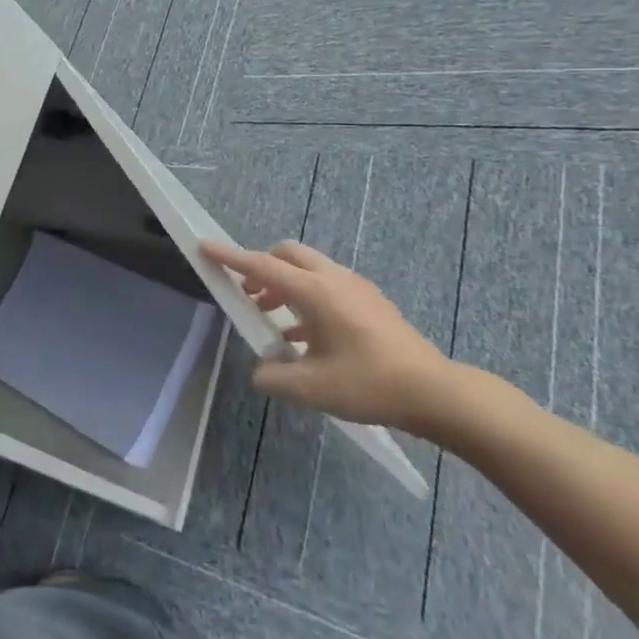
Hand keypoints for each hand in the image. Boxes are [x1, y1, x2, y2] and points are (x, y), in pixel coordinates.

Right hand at [201, 238, 454, 432]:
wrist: (435, 393)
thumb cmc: (368, 384)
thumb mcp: (311, 389)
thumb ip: (274, 377)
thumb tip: (262, 371)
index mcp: (315, 292)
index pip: (261, 266)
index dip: (230, 257)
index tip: (204, 246)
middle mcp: (333, 280)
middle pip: (286, 255)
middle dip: (261, 268)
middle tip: (248, 296)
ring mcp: (355, 288)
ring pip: (308, 269)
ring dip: (283, 285)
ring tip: (271, 319)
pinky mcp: (370, 302)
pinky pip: (326, 286)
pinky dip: (306, 298)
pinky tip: (304, 337)